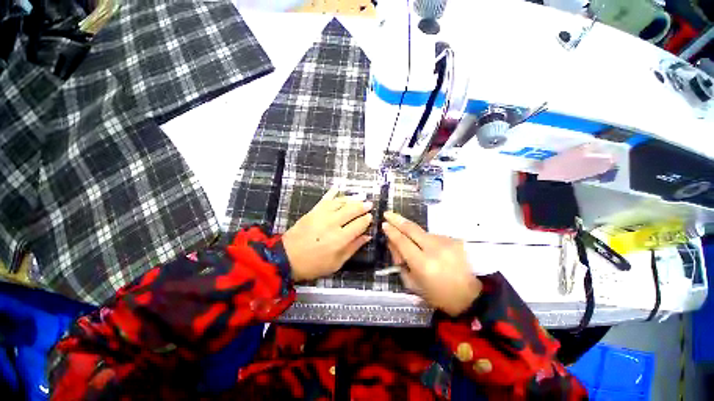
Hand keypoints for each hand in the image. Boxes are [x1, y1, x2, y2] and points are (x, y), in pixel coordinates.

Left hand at [282, 188, 372, 281]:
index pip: (359, 224)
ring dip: (351, 199)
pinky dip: (332, 193)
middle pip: (352, 210)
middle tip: (369, 204)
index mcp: (340, 239)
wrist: (287, 258)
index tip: (370, 217)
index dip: (366, 220)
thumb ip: (353, 248)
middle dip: (362, 206)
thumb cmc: (314, 264)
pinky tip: (338, 188)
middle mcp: (333, 223)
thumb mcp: (337, 263)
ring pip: (341, 203)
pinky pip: (325, 199)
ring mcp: (322, 215)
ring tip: (359, 197)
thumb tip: (367, 236)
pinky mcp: (313, 211)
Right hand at [383, 211, 481, 316]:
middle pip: (412, 229)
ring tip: (413, 246)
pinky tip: (428, 250)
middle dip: (397, 219)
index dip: (391, 232)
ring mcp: (446, 242)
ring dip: (413, 234)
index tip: (384, 224)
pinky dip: (426, 240)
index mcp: (423, 264)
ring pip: (422, 232)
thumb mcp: (413, 284)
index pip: (402, 241)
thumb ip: (400, 262)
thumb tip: (392, 242)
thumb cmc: (438, 295)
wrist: (472, 296)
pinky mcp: (454, 240)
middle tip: (387, 213)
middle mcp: (435, 249)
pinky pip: (433, 236)